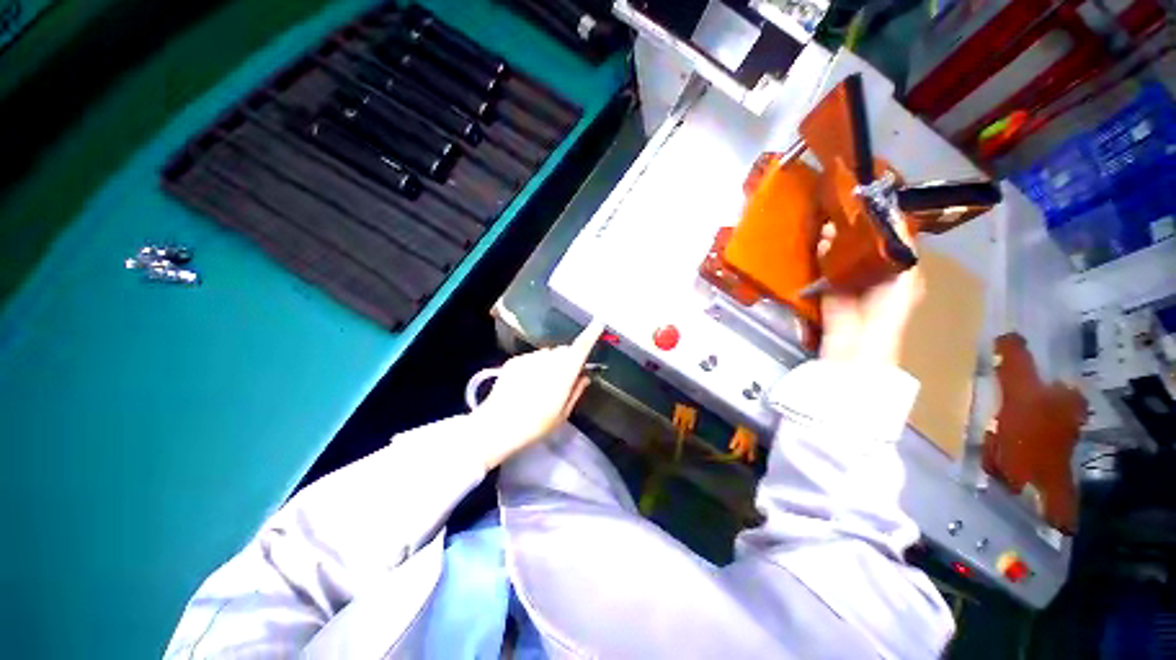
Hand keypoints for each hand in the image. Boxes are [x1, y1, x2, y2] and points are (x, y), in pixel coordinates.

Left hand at [470, 319, 603, 469]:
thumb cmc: (536, 424)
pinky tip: (526, 384)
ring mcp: (530, 358)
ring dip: (550, 362)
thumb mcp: (563, 414)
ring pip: (548, 354)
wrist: (498, 426)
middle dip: (568, 359)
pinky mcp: (515, 360)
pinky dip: (535, 366)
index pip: (581, 347)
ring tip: (541, 385)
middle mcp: (548, 359)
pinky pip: (532, 358)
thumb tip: (584, 376)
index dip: (591, 333)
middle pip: (564, 350)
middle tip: (563, 379)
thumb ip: (576, 391)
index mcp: (564, 372)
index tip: (598, 323)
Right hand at [817, 222, 923, 365]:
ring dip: (836, 240)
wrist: (859, 340)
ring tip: (829, 224)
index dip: (883, 222)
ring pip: (843, 254)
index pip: (892, 240)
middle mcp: (875, 272)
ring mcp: (850, 280)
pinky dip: (822, 255)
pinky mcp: (829, 288)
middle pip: (864, 245)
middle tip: (844, 212)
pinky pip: (826, 267)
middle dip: (854, 228)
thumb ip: (902, 250)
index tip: (871, 202)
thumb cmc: (889, 310)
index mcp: (898, 270)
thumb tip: (896, 218)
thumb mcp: (905, 277)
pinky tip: (820, 243)